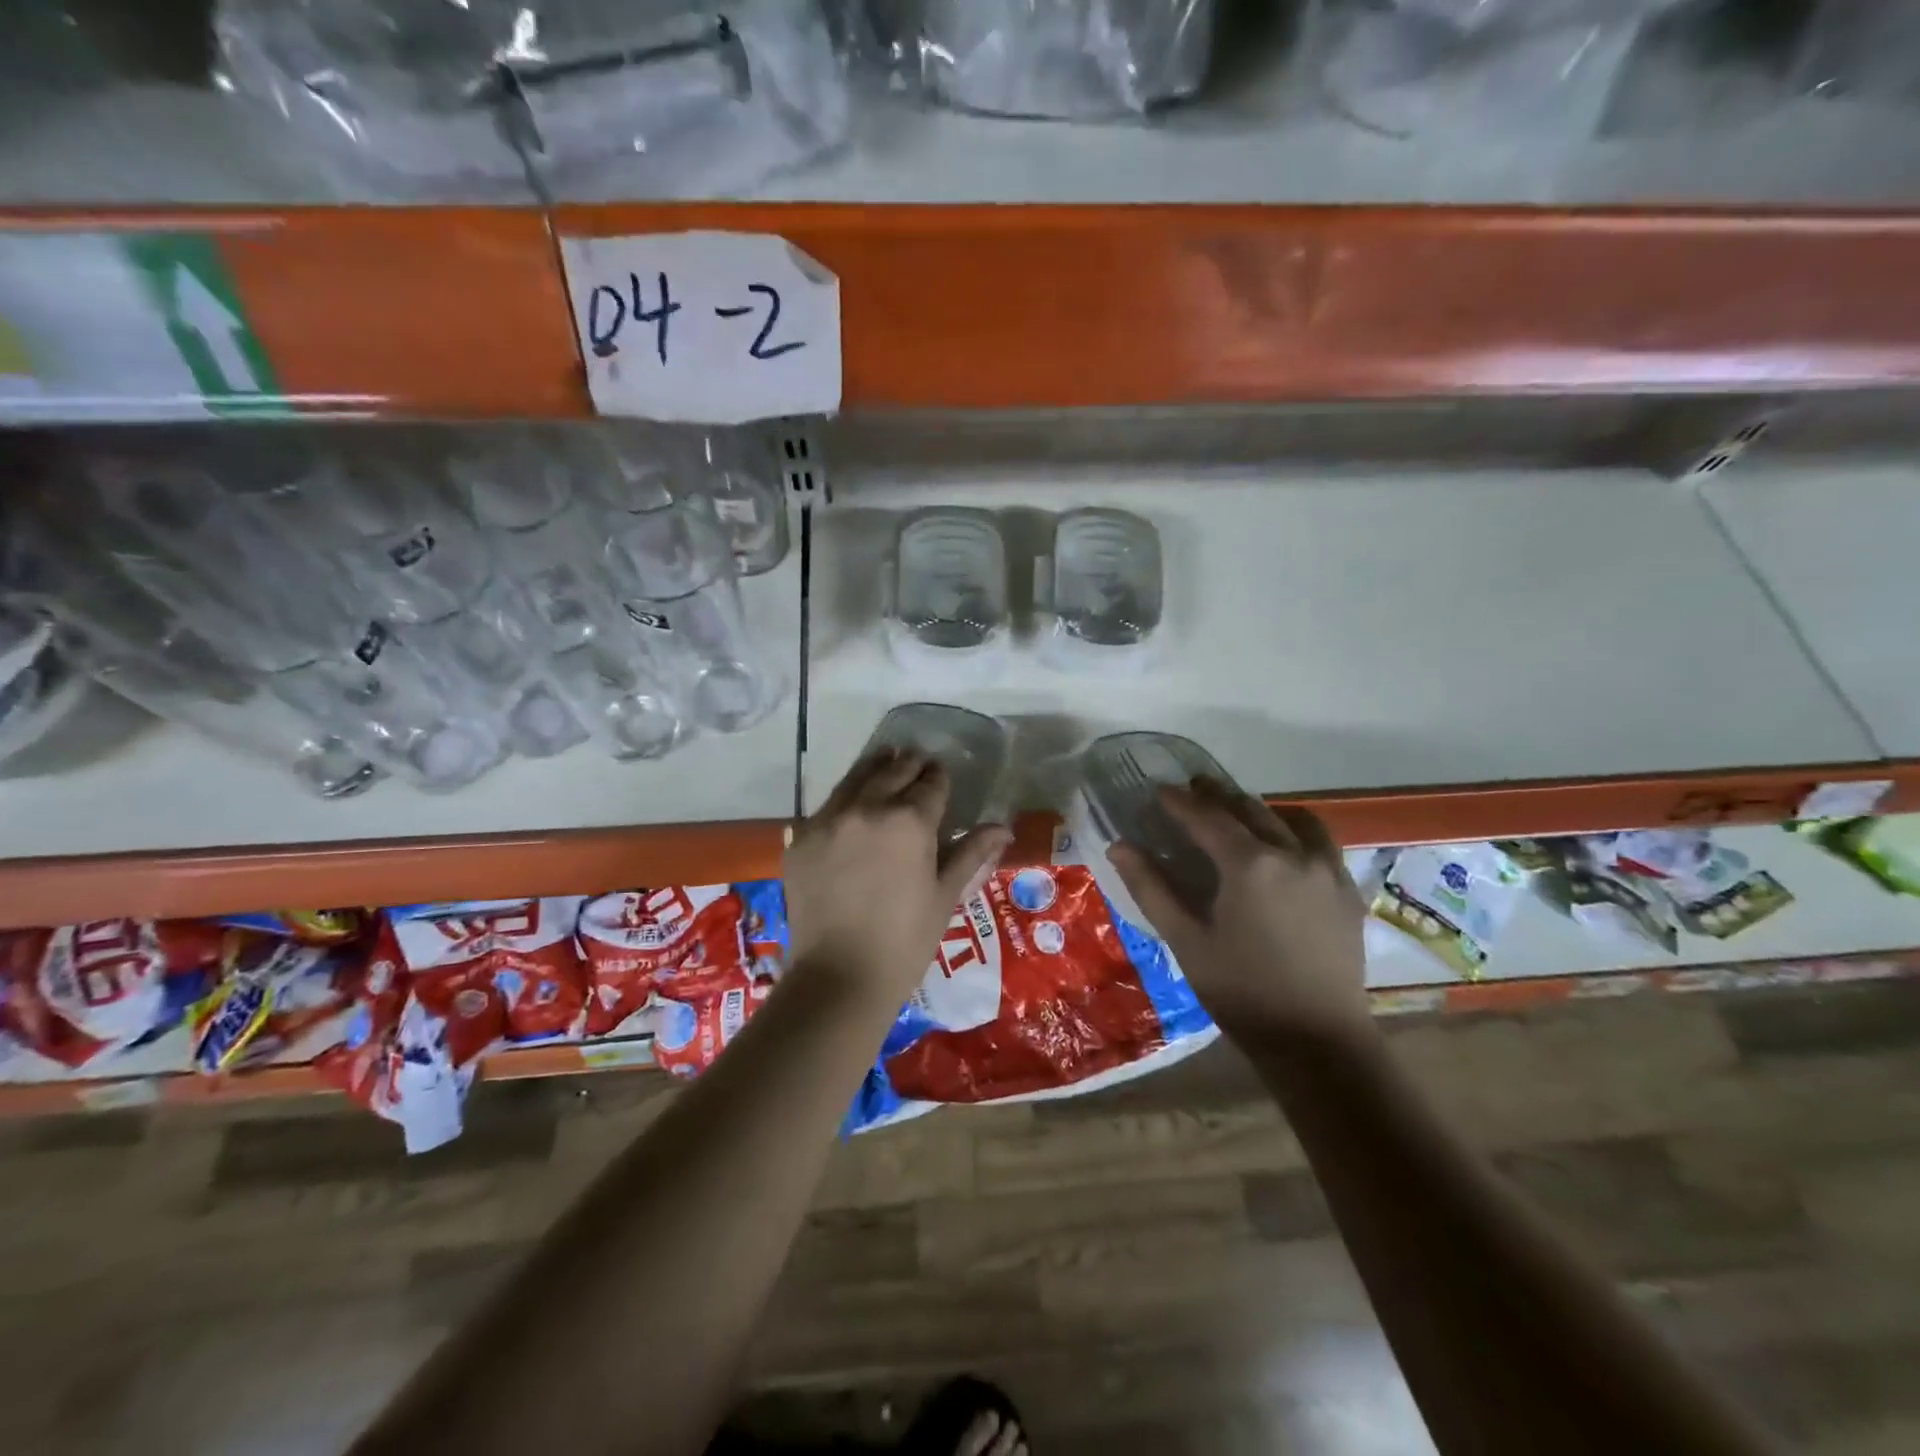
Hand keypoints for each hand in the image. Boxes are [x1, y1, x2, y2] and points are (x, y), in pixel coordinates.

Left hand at [785, 748, 1010, 1000]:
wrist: (839, 977)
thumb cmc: (906, 941)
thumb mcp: (945, 895)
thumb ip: (971, 853)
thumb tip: (1003, 828)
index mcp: (910, 821)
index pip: (931, 783)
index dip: (939, 778)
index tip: (941, 775)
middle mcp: (868, 808)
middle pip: (892, 771)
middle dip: (910, 766)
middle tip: (917, 764)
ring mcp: (829, 820)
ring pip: (855, 778)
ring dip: (875, 768)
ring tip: (886, 760)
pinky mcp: (800, 837)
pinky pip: (826, 805)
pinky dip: (844, 798)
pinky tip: (851, 804)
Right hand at [1108, 779, 1371, 1043]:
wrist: (1318, 1042)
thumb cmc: (1242, 992)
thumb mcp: (1186, 941)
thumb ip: (1151, 888)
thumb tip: (1119, 847)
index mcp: (1249, 864)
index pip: (1207, 818)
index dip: (1180, 802)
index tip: (1159, 790)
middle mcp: (1292, 854)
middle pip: (1250, 809)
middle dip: (1218, 796)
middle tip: (1193, 788)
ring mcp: (1326, 870)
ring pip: (1290, 819)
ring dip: (1259, 809)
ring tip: (1239, 812)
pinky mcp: (1346, 891)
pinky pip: (1320, 842)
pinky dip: (1296, 830)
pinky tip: (1284, 845)